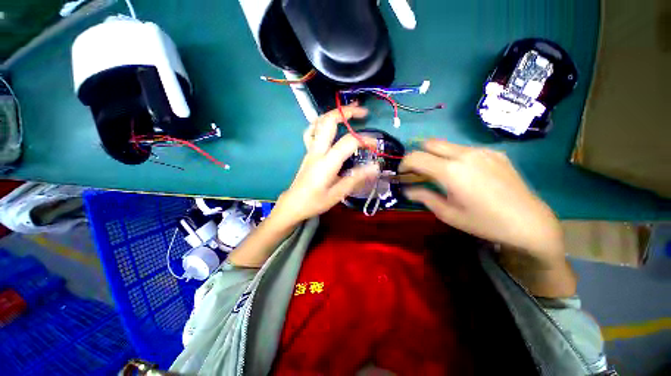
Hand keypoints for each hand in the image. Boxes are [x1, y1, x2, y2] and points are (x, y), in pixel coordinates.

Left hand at [272, 105, 379, 224]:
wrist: (294, 203)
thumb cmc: (316, 201)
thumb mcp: (338, 193)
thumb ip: (356, 178)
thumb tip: (375, 167)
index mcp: (327, 162)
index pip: (348, 142)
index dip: (365, 140)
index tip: (375, 145)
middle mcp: (317, 151)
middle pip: (329, 121)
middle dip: (347, 112)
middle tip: (363, 112)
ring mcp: (310, 149)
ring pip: (319, 122)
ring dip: (334, 113)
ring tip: (349, 113)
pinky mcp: (308, 151)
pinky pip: (311, 131)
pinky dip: (321, 123)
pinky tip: (329, 125)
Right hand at [401, 139, 563, 263]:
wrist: (529, 222)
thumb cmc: (484, 222)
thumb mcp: (448, 214)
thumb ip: (424, 197)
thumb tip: (407, 190)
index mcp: (451, 171)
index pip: (416, 157)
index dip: (404, 163)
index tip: (403, 173)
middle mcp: (464, 154)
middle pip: (430, 143)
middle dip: (419, 155)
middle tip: (419, 171)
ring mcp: (482, 151)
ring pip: (447, 145)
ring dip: (437, 155)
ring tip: (442, 174)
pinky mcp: (494, 152)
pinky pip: (465, 149)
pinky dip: (455, 157)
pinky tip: (465, 174)